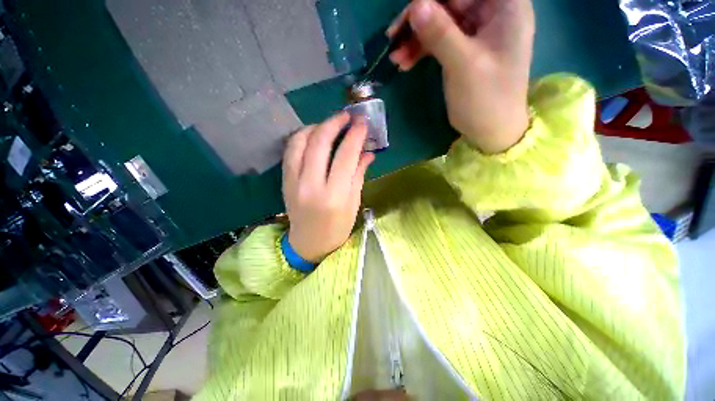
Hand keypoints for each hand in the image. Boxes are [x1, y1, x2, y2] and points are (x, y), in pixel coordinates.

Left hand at [282, 112, 374, 262]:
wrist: (309, 243)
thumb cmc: (337, 228)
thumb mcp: (353, 203)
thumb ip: (358, 175)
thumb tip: (368, 152)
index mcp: (334, 195)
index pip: (346, 156)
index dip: (355, 135)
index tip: (362, 122)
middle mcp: (311, 185)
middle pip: (320, 143)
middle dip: (334, 122)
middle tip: (347, 115)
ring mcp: (293, 181)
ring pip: (300, 141)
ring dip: (316, 126)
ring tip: (330, 124)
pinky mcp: (284, 180)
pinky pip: (290, 150)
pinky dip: (302, 137)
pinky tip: (313, 135)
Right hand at [388, 0, 534, 152]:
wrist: (490, 131)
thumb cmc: (486, 99)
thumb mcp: (464, 65)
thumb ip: (440, 34)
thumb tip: (415, 5)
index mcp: (505, 6)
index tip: (410, 14)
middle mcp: (492, 12)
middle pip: (449, 1)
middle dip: (419, 18)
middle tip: (393, 37)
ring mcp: (475, 31)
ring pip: (440, 21)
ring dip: (415, 37)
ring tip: (396, 58)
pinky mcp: (463, 49)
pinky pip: (438, 40)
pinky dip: (420, 49)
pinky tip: (405, 62)